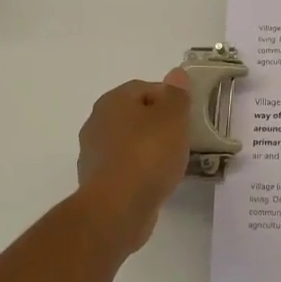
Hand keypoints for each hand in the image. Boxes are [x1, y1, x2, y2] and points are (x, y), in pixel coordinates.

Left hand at [75, 71, 193, 252]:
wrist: (117, 208)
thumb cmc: (148, 154)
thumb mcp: (173, 117)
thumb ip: (176, 94)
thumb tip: (175, 74)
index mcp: (113, 101)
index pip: (144, 88)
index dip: (169, 98)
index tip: (187, 116)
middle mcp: (97, 122)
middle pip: (135, 115)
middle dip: (158, 124)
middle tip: (182, 139)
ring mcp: (93, 153)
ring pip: (129, 142)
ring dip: (148, 149)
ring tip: (172, 163)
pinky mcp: (96, 182)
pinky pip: (124, 168)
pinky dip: (139, 171)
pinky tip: (155, 182)